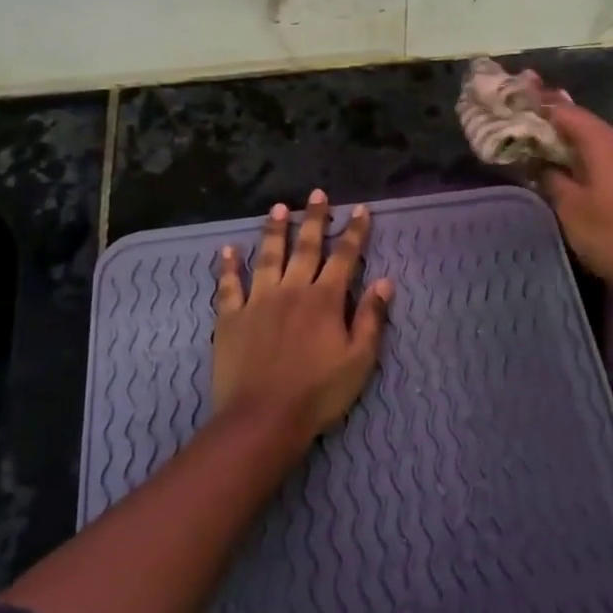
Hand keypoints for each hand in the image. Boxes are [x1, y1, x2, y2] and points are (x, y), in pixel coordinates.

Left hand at [213, 189, 393, 455]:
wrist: (263, 418)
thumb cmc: (318, 393)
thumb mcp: (359, 361)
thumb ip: (371, 319)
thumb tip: (384, 282)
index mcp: (326, 300)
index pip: (344, 257)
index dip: (354, 232)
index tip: (360, 210)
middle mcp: (292, 290)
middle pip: (305, 247)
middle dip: (314, 219)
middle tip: (317, 194)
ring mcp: (258, 301)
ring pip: (268, 256)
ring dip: (274, 230)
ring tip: (278, 208)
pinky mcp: (230, 317)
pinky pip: (229, 285)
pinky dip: (228, 266)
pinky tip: (228, 250)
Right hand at [539, 99, 612, 300]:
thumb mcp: (571, 210)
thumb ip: (552, 179)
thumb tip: (542, 162)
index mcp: (606, 142)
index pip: (567, 112)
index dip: (541, 108)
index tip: (518, 108)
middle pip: (587, 126)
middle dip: (557, 130)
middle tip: (529, 136)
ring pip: (603, 144)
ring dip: (577, 148)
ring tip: (550, 158)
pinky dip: (596, 163)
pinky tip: (582, 178)